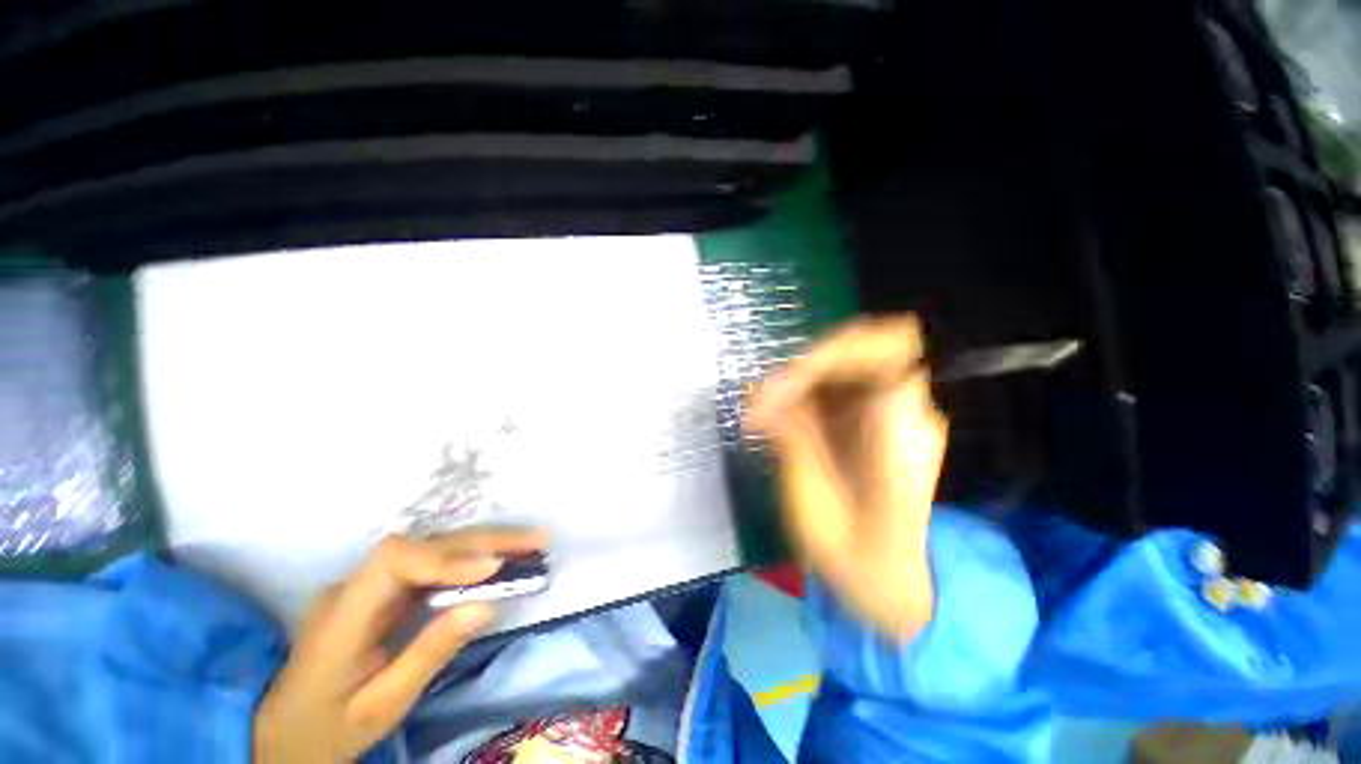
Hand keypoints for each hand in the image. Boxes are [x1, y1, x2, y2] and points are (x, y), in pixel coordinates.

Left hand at [253, 528, 547, 762]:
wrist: (279, 734)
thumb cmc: (326, 730)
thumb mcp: (380, 707)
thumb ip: (429, 653)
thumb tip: (486, 604)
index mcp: (341, 617)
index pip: (393, 561)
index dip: (446, 557)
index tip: (492, 570)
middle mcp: (353, 586)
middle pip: (425, 545)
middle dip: (484, 541)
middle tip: (537, 541)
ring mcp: (367, 583)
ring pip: (434, 548)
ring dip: (486, 544)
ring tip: (530, 545)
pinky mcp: (383, 589)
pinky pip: (433, 564)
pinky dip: (472, 559)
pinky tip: (500, 561)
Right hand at [747, 315, 946, 640]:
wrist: (886, 582)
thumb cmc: (855, 556)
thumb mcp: (815, 502)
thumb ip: (794, 439)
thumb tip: (761, 397)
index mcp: (902, 431)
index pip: (886, 350)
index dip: (835, 350)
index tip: (789, 378)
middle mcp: (901, 411)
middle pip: (855, 350)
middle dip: (801, 370)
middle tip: (761, 402)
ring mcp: (883, 413)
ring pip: (836, 366)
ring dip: (793, 383)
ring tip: (760, 415)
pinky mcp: (862, 419)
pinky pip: (828, 388)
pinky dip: (796, 397)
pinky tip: (773, 420)